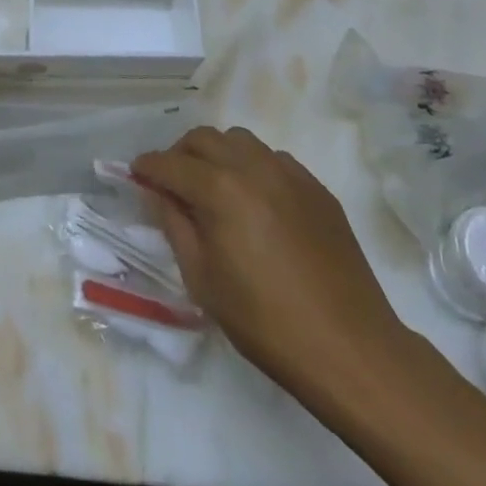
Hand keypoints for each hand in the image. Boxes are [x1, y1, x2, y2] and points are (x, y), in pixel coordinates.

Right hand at [132, 127, 412, 413]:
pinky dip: (252, 168)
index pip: (170, 163)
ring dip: (217, 154)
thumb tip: (158, 193)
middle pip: (204, 138)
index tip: (135, 173)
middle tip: (172, 182)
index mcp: (220, 189)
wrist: (350, 347)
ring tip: (213, 187)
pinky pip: (273, 159)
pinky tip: (255, 202)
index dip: (147, 166)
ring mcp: (290, 173)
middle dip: (180, 154)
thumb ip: (175, 225)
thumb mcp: (203, 280)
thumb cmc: (265, 321)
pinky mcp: (316, 187)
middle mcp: (253, 167)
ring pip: (240, 141)